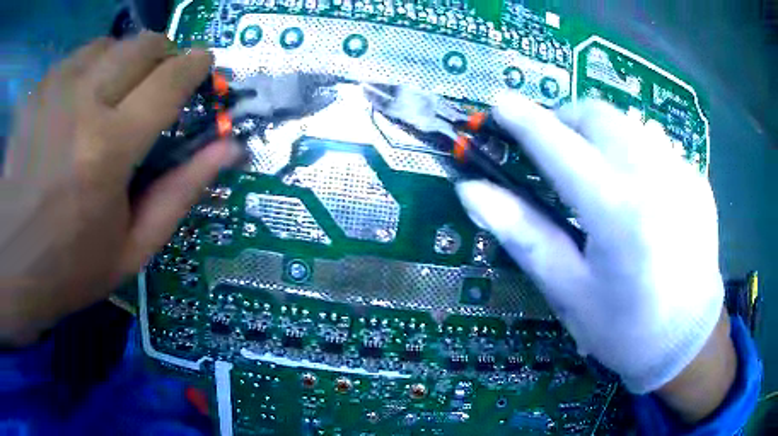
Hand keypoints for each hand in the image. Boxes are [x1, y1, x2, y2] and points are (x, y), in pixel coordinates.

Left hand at [0, 33, 240, 345]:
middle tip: (161, 77)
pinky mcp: (38, 91)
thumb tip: (230, 149)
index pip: (169, 80)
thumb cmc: (71, 266)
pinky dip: (92, 64)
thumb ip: (182, 192)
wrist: (13, 263)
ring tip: (117, 88)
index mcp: (109, 151)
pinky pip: (77, 56)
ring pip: (109, 44)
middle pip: (141, 46)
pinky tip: (83, 95)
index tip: (203, 63)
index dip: (195, 64)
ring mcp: (54, 91)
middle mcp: (82, 105)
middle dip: (163, 53)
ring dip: (124, 58)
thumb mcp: (133, 247)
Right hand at [456, 95, 726, 396]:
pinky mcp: (696, 178)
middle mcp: (654, 179)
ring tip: (596, 172)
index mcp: (618, 213)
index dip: (525, 121)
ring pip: (627, 122)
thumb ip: (523, 234)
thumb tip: (472, 191)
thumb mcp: (568, 291)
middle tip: (553, 149)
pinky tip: (636, 192)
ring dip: (599, 133)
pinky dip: (632, 152)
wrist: (687, 339)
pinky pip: (654, 144)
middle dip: (565, 119)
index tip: (499, 104)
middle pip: (598, 115)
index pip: (560, 147)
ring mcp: (682, 173)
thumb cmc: (624, 327)